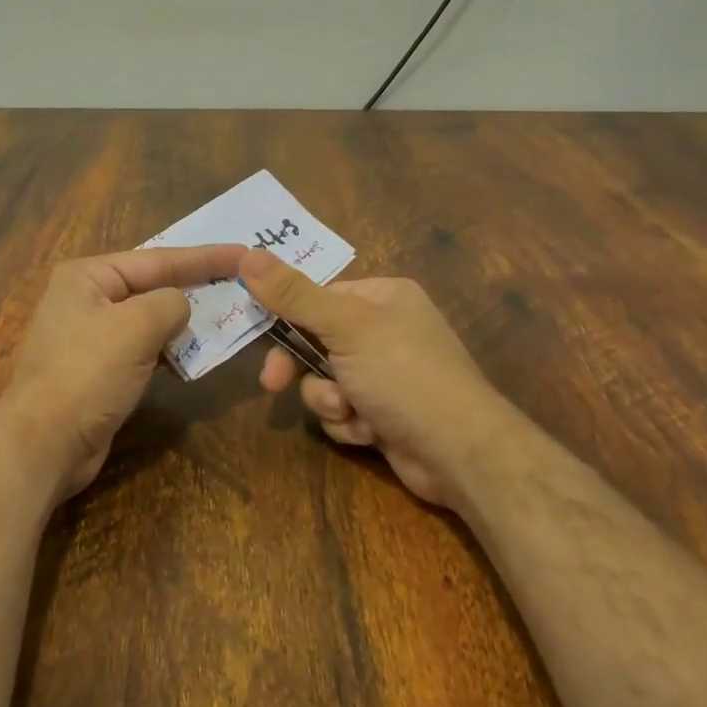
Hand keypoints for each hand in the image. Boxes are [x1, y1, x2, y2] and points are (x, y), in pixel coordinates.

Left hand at [0, 244, 245, 495]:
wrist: (45, 444)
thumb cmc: (87, 373)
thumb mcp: (136, 326)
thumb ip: (169, 303)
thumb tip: (181, 306)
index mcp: (88, 275)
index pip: (157, 258)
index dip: (203, 257)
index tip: (243, 253)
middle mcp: (86, 299)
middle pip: (152, 286)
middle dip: (195, 287)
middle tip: (240, 283)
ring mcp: (91, 337)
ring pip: (150, 321)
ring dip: (184, 323)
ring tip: (228, 317)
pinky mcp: (100, 371)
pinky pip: (143, 350)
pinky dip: (169, 351)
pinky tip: (195, 356)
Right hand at [242, 248, 510, 510]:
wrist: (459, 452)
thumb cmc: (404, 374)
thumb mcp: (345, 327)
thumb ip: (294, 294)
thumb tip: (247, 254)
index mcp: (383, 297)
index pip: (319, 296)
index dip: (287, 317)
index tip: (261, 336)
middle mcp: (386, 331)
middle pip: (317, 342)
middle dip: (303, 369)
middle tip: (274, 384)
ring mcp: (386, 375)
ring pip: (325, 381)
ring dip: (329, 400)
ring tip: (351, 411)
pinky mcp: (384, 413)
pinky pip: (343, 411)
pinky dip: (349, 423)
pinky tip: (370, 432)